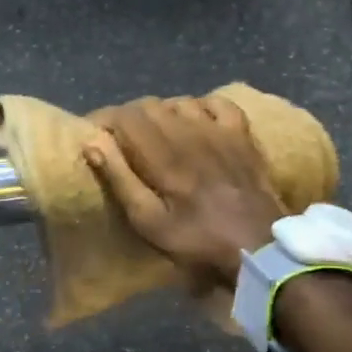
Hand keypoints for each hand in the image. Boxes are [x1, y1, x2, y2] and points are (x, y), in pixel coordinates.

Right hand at [82, 96, 284, 291]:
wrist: (259, 249)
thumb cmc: (198, 242)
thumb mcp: (149, 222)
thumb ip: (120, 179)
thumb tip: (93, 141)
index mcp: (163, 155)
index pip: (125, 116)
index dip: (104, 119)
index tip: (93, 134)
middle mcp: (190, 132)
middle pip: (150, 105)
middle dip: (128, 118)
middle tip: (120, 140)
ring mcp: (220, 131)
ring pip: (180, 101)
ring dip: (161, 113)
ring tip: (154, 134)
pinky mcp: (242, 136)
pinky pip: (217, 103)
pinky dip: (199, 106)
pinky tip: (194, 122)